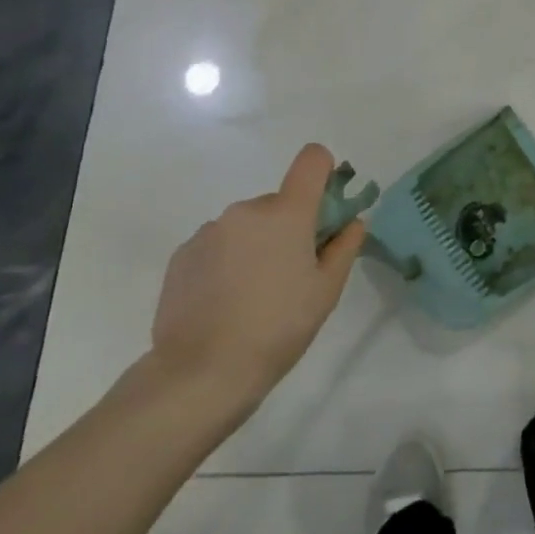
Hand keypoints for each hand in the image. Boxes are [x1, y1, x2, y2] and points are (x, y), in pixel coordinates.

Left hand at [149, 144, 366, 413]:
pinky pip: (218, 244)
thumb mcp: (327, 290)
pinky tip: (224, 301)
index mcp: (287, 213)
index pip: (311, 160)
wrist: (201, 373)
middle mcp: (246, 210)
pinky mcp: (182, 254)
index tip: (326, 207)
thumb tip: (352, 222)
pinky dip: (227, 261)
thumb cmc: (279, 327)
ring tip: (253, 294)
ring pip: (247, 225)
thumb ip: (344, 247)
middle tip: (291, 273)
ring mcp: (209, 231)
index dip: (324, 171)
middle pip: (280, 202)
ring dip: (257, 244)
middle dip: (290, 226)